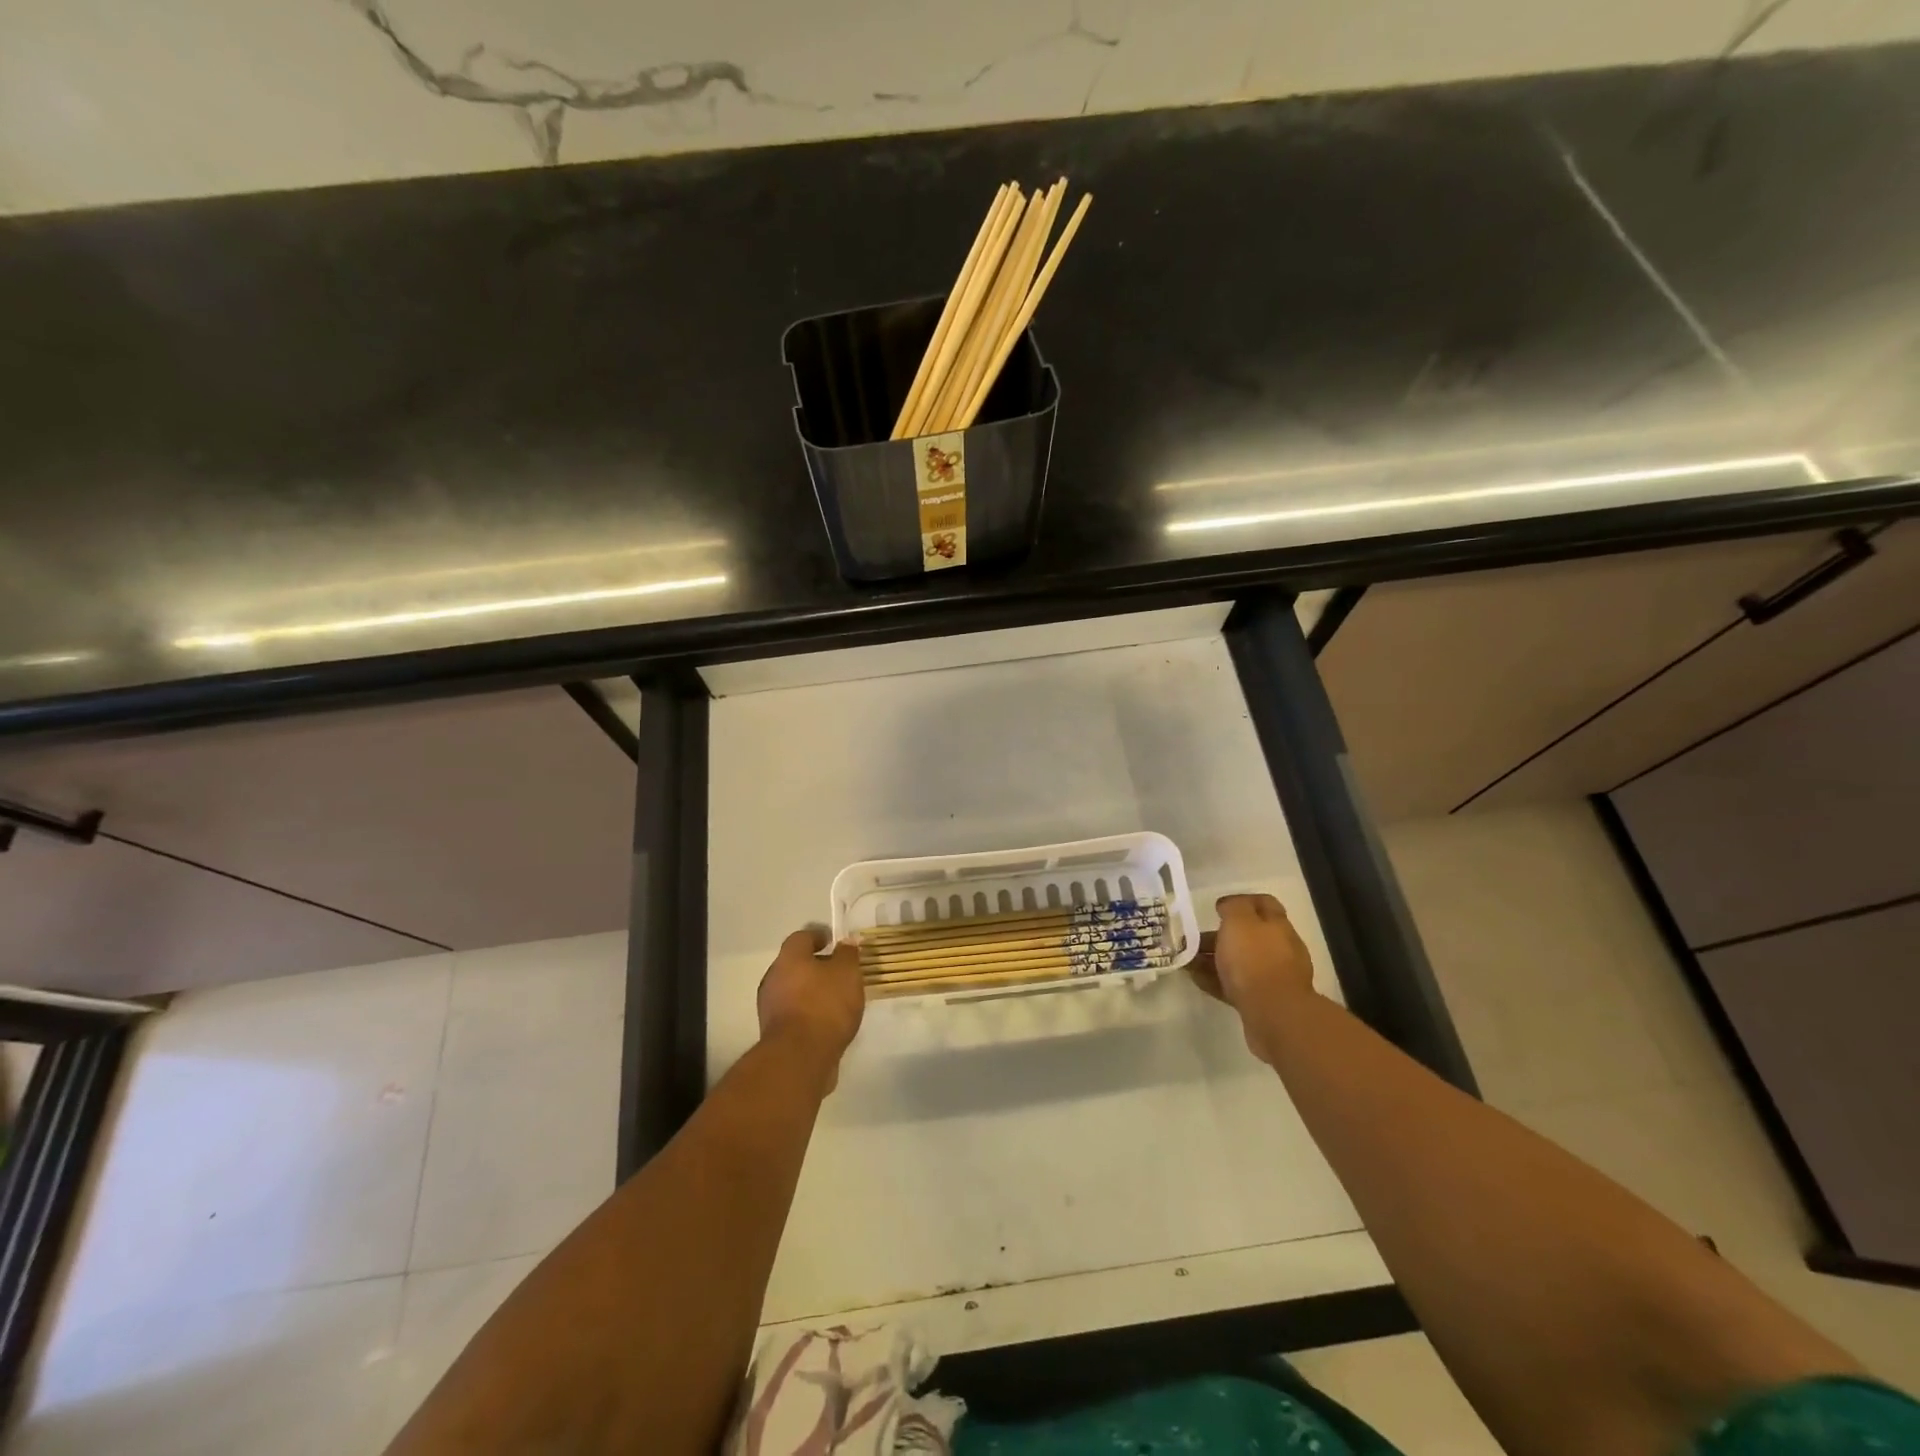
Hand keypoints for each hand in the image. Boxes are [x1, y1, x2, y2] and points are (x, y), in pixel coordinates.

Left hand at [757, 927, 865, 1089]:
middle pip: (795, 964)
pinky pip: (794, 1013)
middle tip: (839, 972)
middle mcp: (774, 979)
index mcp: (789, 959)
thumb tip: (846, 942)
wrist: (799, 1058)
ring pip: (793, 990)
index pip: (801, 937)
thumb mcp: (847, 973)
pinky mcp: (774, 1033)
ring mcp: (770, 1008)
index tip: (833, 941)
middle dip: (815, 966)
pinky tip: (827, 1022)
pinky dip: (809, 1013)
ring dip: (812, 991)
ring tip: (837, 1000)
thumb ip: (848, 954)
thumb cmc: (825, 1005)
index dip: (818, 936)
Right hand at [1189, 893, 1316, 1064]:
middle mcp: (1279, 949)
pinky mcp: (1263, 1002)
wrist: (1275, 1015)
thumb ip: (1233, 908)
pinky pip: (1236, 985)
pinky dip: (1216, 980)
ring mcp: (1273, 977)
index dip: (1240, 901)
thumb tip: (1228, 905)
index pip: (1263, 904)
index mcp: (1277, 925)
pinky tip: (1196, 979)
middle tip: (1193, 939)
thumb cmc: (1255, 960)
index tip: (1216, 908)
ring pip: (1240, 962)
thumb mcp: (1239, 921)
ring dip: (1214, 959)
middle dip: (1220, 935)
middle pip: (1248, 935)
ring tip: (1188, 961)